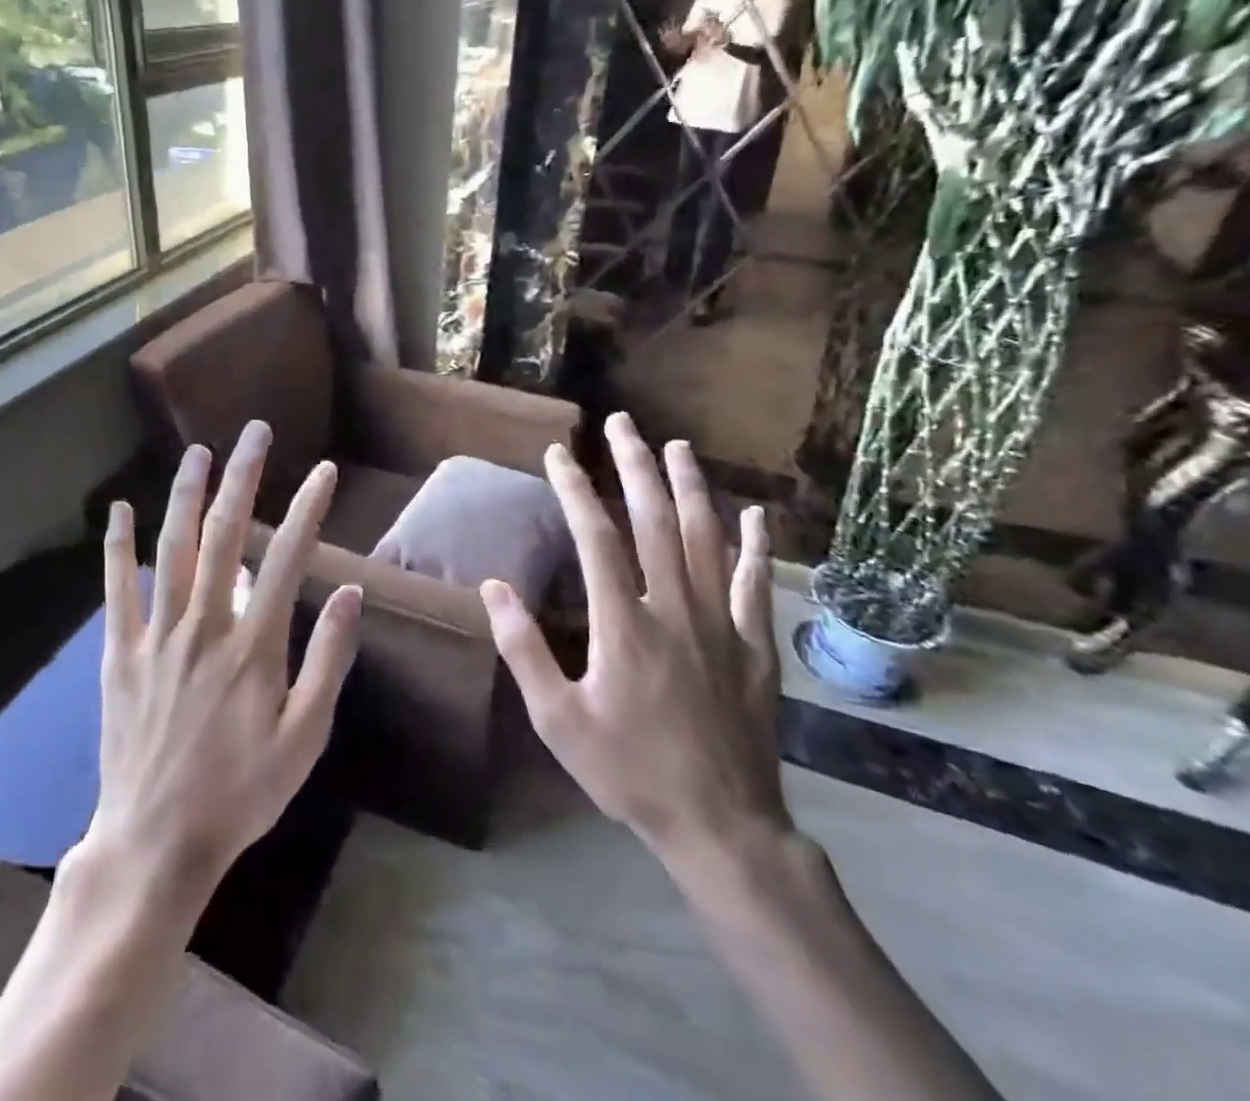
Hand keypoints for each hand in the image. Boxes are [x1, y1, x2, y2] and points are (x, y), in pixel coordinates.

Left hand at [87, 421, 361, 901]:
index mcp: (255, 646)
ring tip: (198, 451)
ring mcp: (158, 636)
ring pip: (173, 549)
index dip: (308, 509)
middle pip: (226, 535)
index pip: (289, 558)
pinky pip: (118, 589)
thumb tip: (352, 594)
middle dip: (243, 477)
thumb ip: (329, 661)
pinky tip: (119, 509)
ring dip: (187, 494)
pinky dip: (118, 546)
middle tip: (254, 432)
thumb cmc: (242, 792)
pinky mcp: (121, 652)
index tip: (323, 471)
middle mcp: (205, 626)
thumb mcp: (305, 738)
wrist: (157, 842)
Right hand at [481, 414, 788, 870]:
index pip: (595, 537)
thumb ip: (523, 651)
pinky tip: (753, 513)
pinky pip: (755, 584)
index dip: (575, 489)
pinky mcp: (754, 646)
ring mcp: (720, 624)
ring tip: (677, 447)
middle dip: (635, 466)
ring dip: (689, 487)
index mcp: (622, 624)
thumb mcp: (558, 721)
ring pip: (705, 539)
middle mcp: (673, 608)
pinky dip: (754, 545)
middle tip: (623, 423)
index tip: (559, 452)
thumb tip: (494, 588)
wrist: (721, 826)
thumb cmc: (629, 771)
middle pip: (653, 521)